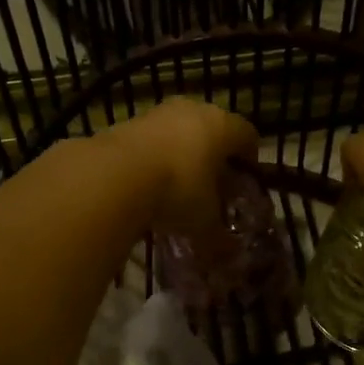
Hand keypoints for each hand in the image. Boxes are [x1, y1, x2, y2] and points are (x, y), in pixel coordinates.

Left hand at [106, 98, 258, 238]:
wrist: (114, 174)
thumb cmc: (177, 190)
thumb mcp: (204, 223)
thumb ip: (220, 238)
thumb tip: (229, 254)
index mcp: (223, 126)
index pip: (248, 136)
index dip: (250, 159)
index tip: (246, 180)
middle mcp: (194, 110)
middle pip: (213, 129)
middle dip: (215, 156)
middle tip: (213, 185)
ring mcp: (159, 112)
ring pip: (181, 131)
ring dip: (183, 153)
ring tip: (178, 185)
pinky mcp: (129, 121)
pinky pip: (152, 138)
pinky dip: (155, 156)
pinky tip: (149, 181)